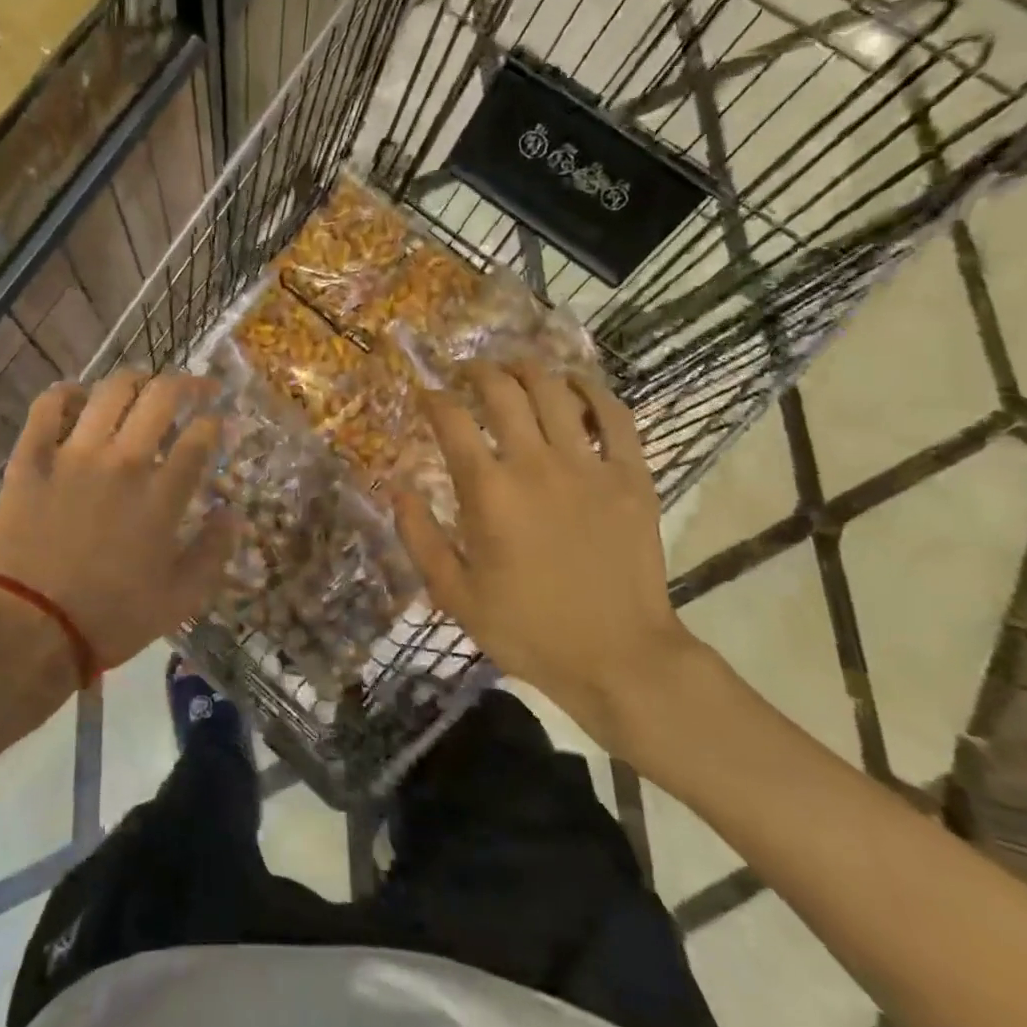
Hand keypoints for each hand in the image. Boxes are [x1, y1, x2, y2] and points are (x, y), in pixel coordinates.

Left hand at [0, 373, 232, 676]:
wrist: (31, 631)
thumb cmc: (111, 618)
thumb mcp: (180, 599)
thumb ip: (214, 551)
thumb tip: (232, 511)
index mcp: (161, 494)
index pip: (200, 437)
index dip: (215, 422)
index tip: (217, 423)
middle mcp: (122, 461)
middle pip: (161, 397)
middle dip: (186, 384)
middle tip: (194, 388)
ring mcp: (73, 455)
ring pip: (110, 391)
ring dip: (134, 379)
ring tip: (143, 384)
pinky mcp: (31, 459)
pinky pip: (47, 407)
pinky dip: (65, 393)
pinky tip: (79, 396)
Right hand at [391, 360, 698, 753]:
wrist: (619, 658)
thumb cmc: (528, 628)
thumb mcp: (454, 593)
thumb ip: (418, 535)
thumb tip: (395, 486)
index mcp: (488, 492)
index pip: (452, 421)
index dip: (433, 398)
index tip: (424, 391)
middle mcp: (535, 464)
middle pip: (502, 392)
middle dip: (477, 371)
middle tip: (466, 371)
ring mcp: (589, 466)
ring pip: (555, 391)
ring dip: (527, 370)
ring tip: (513, 368)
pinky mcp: (631, 475)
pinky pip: (615, 415)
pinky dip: (592, 391)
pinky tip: (575, 385)